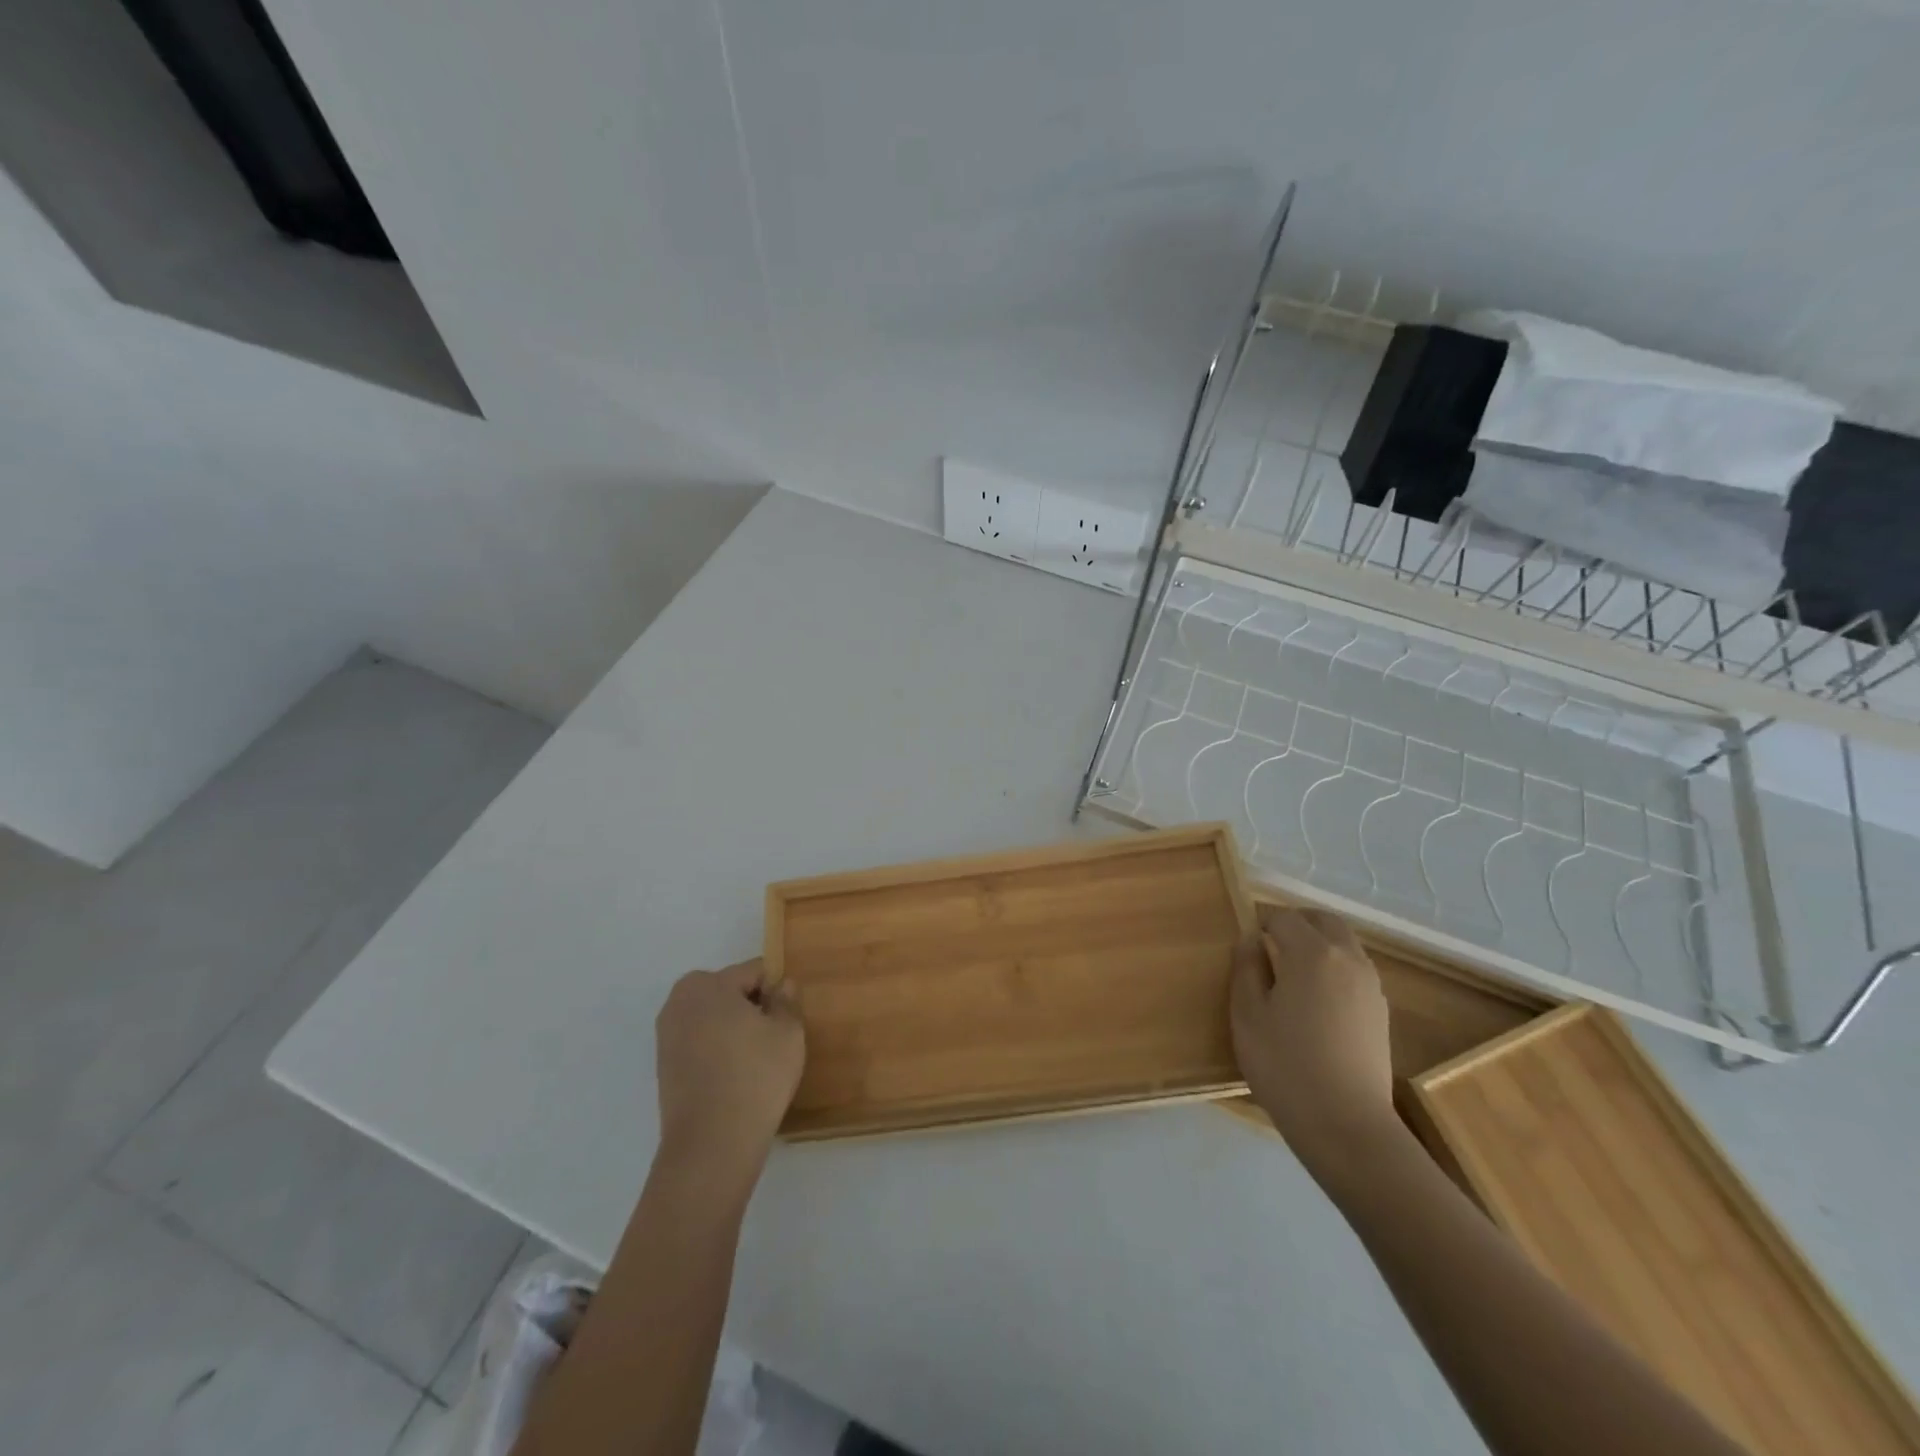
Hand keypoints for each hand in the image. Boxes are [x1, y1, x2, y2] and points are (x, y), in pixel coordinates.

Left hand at [655, 960, 804, 1185]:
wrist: (711, 1146)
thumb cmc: (755, 1077)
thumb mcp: (788, 1032)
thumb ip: (787, 1000)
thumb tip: (782, 985)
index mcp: (707, 984)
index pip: (755, 971)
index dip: (778, 990)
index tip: (791, 1017)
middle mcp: (679, 1001)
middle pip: (730, 991)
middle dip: (753, 1007)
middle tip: (776, 1038)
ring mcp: (667, 1035)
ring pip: (714, 1018)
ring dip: (735, 1029)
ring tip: (758, 1060)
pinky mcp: (664, 1066)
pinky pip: (701, 1043)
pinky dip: (719, 1050)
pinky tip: (737, 1076)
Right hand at [1230, 905, 1400, 1182]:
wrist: (1346, 1126)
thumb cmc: (1285, 1065)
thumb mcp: (1247, 1014)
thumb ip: (1247, 968)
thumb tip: (1250, 940)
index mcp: (1312, 953)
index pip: (1283, 917)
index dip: (1261, 922)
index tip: (1244, 942)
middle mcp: (1348, 959)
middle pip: (1324, 921)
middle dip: (1296, 923)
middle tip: (1269, 943)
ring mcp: (1370, 986)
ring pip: (1344, 944)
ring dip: (1318, 944)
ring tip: (1291, 972)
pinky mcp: (1380, 1013)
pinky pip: (1355, 971)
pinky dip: (1334, 968)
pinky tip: (1315, 1000)